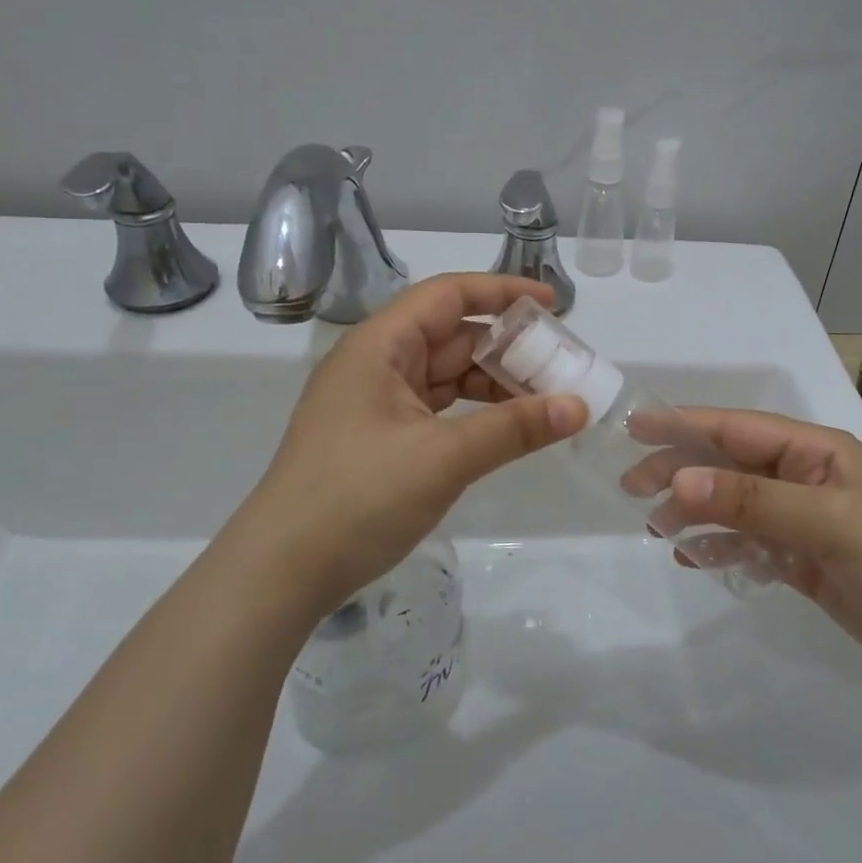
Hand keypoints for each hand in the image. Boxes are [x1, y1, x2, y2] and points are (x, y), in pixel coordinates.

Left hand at [230, 274, 586, 616]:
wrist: (282, 571)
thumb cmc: (358, 497)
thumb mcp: (443, 458)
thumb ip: (513, 428)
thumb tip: (579, 406)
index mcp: (380, 346)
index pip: (448, 296)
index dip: (502, 291)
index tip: (552, 305)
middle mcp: (376, 363)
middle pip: (451, 336)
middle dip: (507, 346)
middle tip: (562, 364)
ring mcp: (375, 402)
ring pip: (446, 374)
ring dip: (493, 382)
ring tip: (545, 399)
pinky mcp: (379, 437)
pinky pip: (436, 408)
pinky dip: (473, 412)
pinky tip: (505, 427)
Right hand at [662, 410, 861, 686]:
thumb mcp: (827, 523)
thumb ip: (752, 501)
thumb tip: (678, 481)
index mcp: (815, 451)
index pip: (737, 429)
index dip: (685, 425)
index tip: (635, 427)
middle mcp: (804, 477)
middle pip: (729, 465)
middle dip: (682, 472)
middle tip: (632, 489)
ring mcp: (802, 519)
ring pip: (733, 505)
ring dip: (696, 513)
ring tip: (658, 529)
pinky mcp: (802, 558)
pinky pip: (747, 543)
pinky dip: (720, 547)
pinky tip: (694, 558)